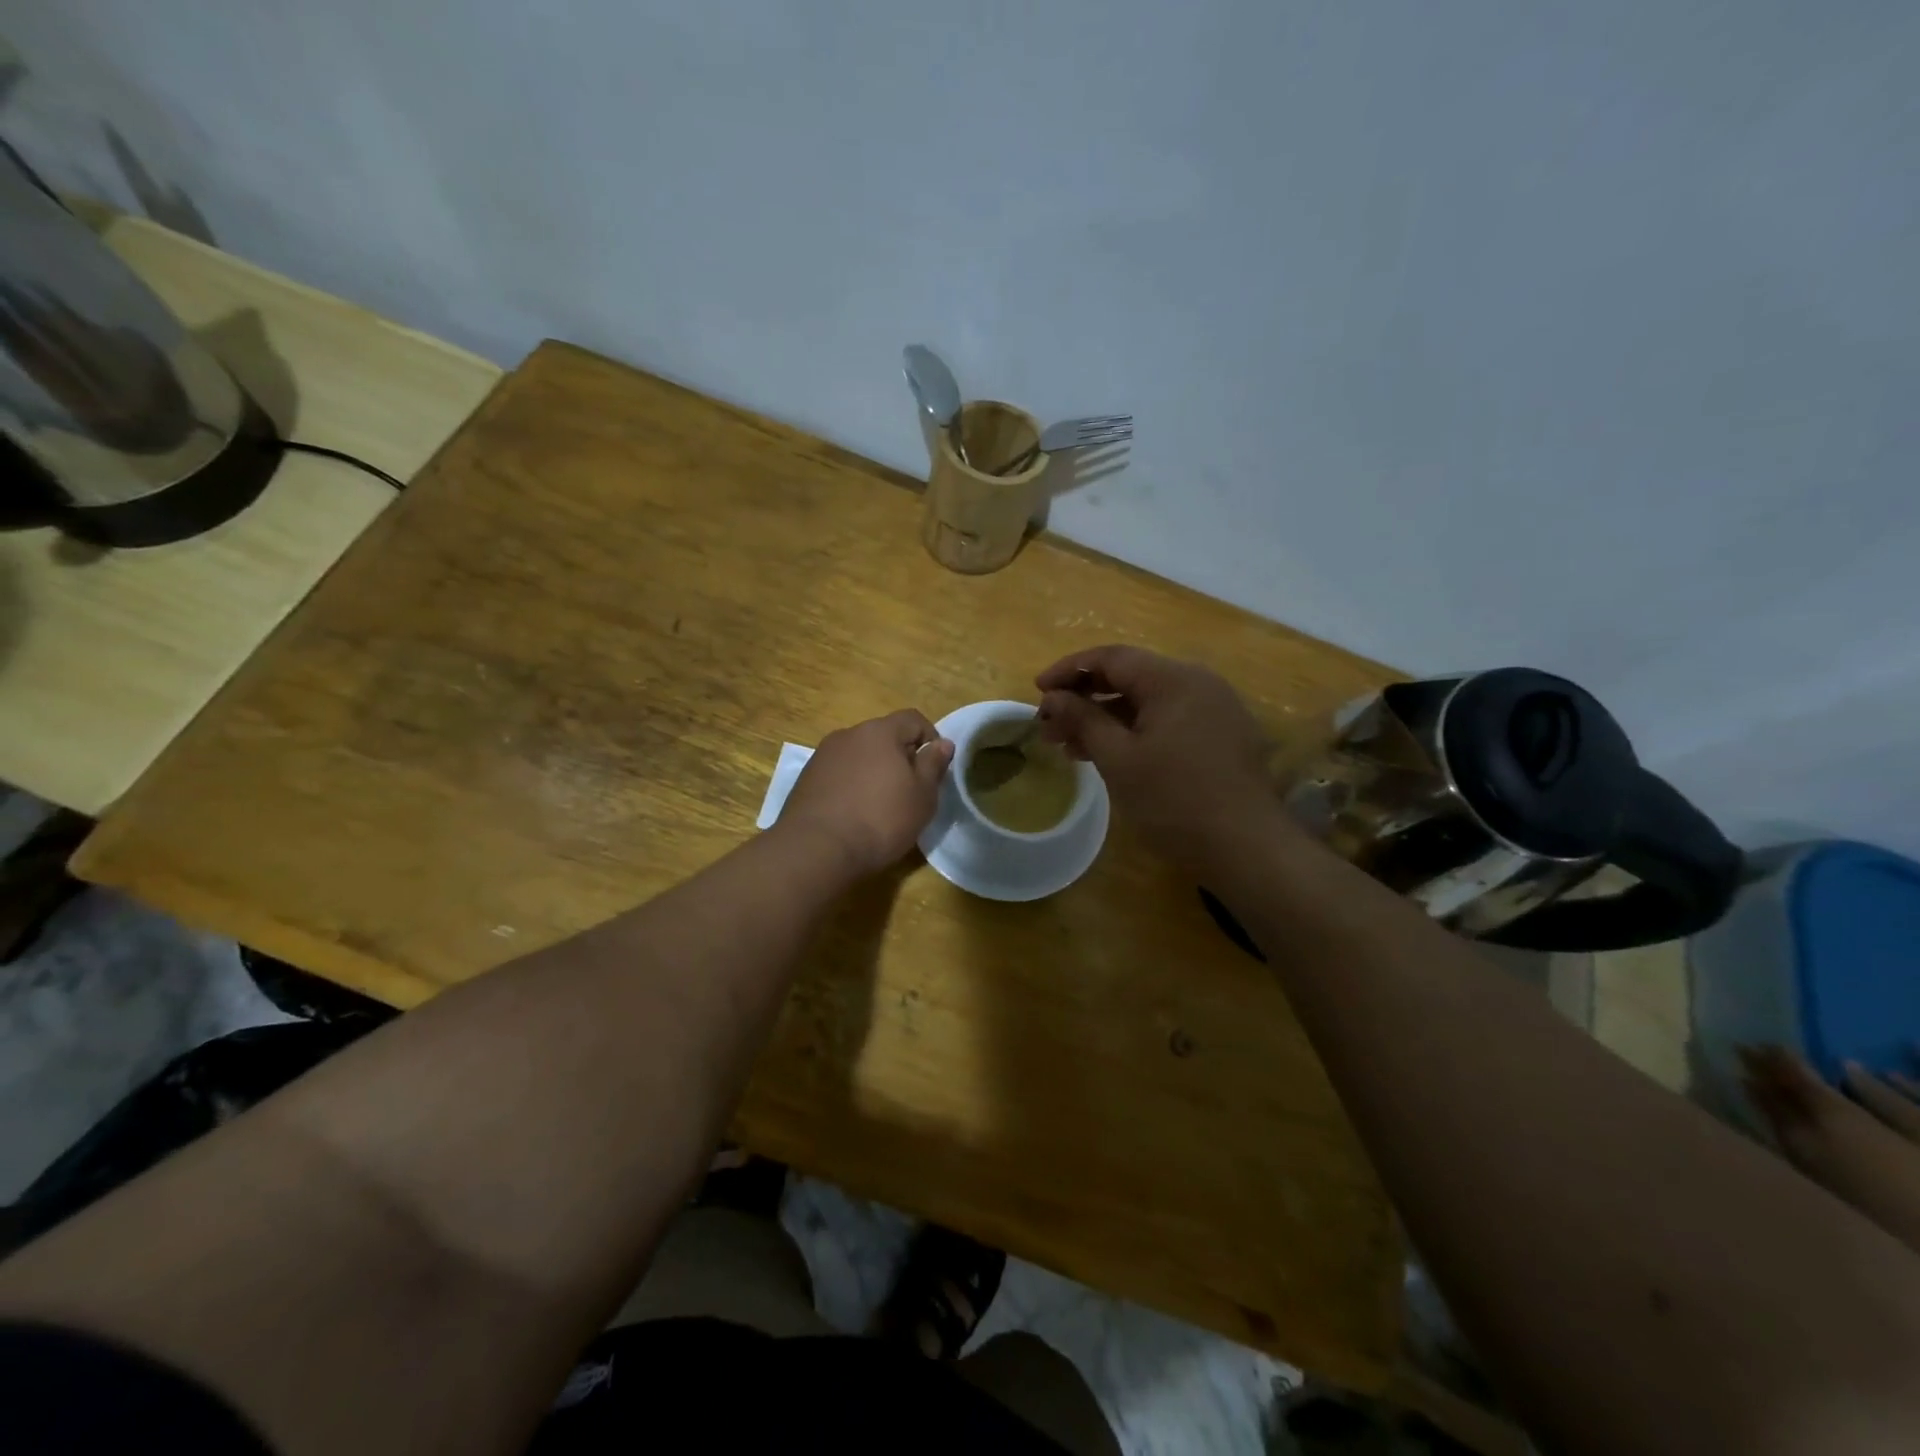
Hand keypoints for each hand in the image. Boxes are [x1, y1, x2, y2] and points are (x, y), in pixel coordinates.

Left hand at [778, 710, 953, 879]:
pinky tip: (853, 813)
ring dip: (873, 771)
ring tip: (879, 805)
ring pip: (859, 755)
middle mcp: (848, 734)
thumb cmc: (880, 819)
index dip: (930, 739)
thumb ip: (934, 765)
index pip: (913, 719)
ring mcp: (822, 755)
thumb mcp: (922, 796)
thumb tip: (943, 743)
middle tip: (909, 790)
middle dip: (900, 757)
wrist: (817, 849)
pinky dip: (851, 785)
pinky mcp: (806, 778)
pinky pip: (838, 773)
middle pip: (883, 736)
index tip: (934, 769)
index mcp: (880, 731)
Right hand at [1035, 646, 1283, 873]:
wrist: (1247, 848)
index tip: (1038, 691)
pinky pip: (1169, 721)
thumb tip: (1053, 698)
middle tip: (1049, 727)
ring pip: (1148, 702)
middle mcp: (1198, 683)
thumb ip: (1083, 720)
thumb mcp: (1119, 759)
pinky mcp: (1222, 736)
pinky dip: (1135, 732)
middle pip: (1130, 677)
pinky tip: (1111, 756)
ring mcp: (1214, 709)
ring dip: (1107, 719)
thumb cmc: (1174, 800)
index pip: (1111, 658)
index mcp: (1173, 679)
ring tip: (1071, 748)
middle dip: (1085, 699)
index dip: (1069, 670)